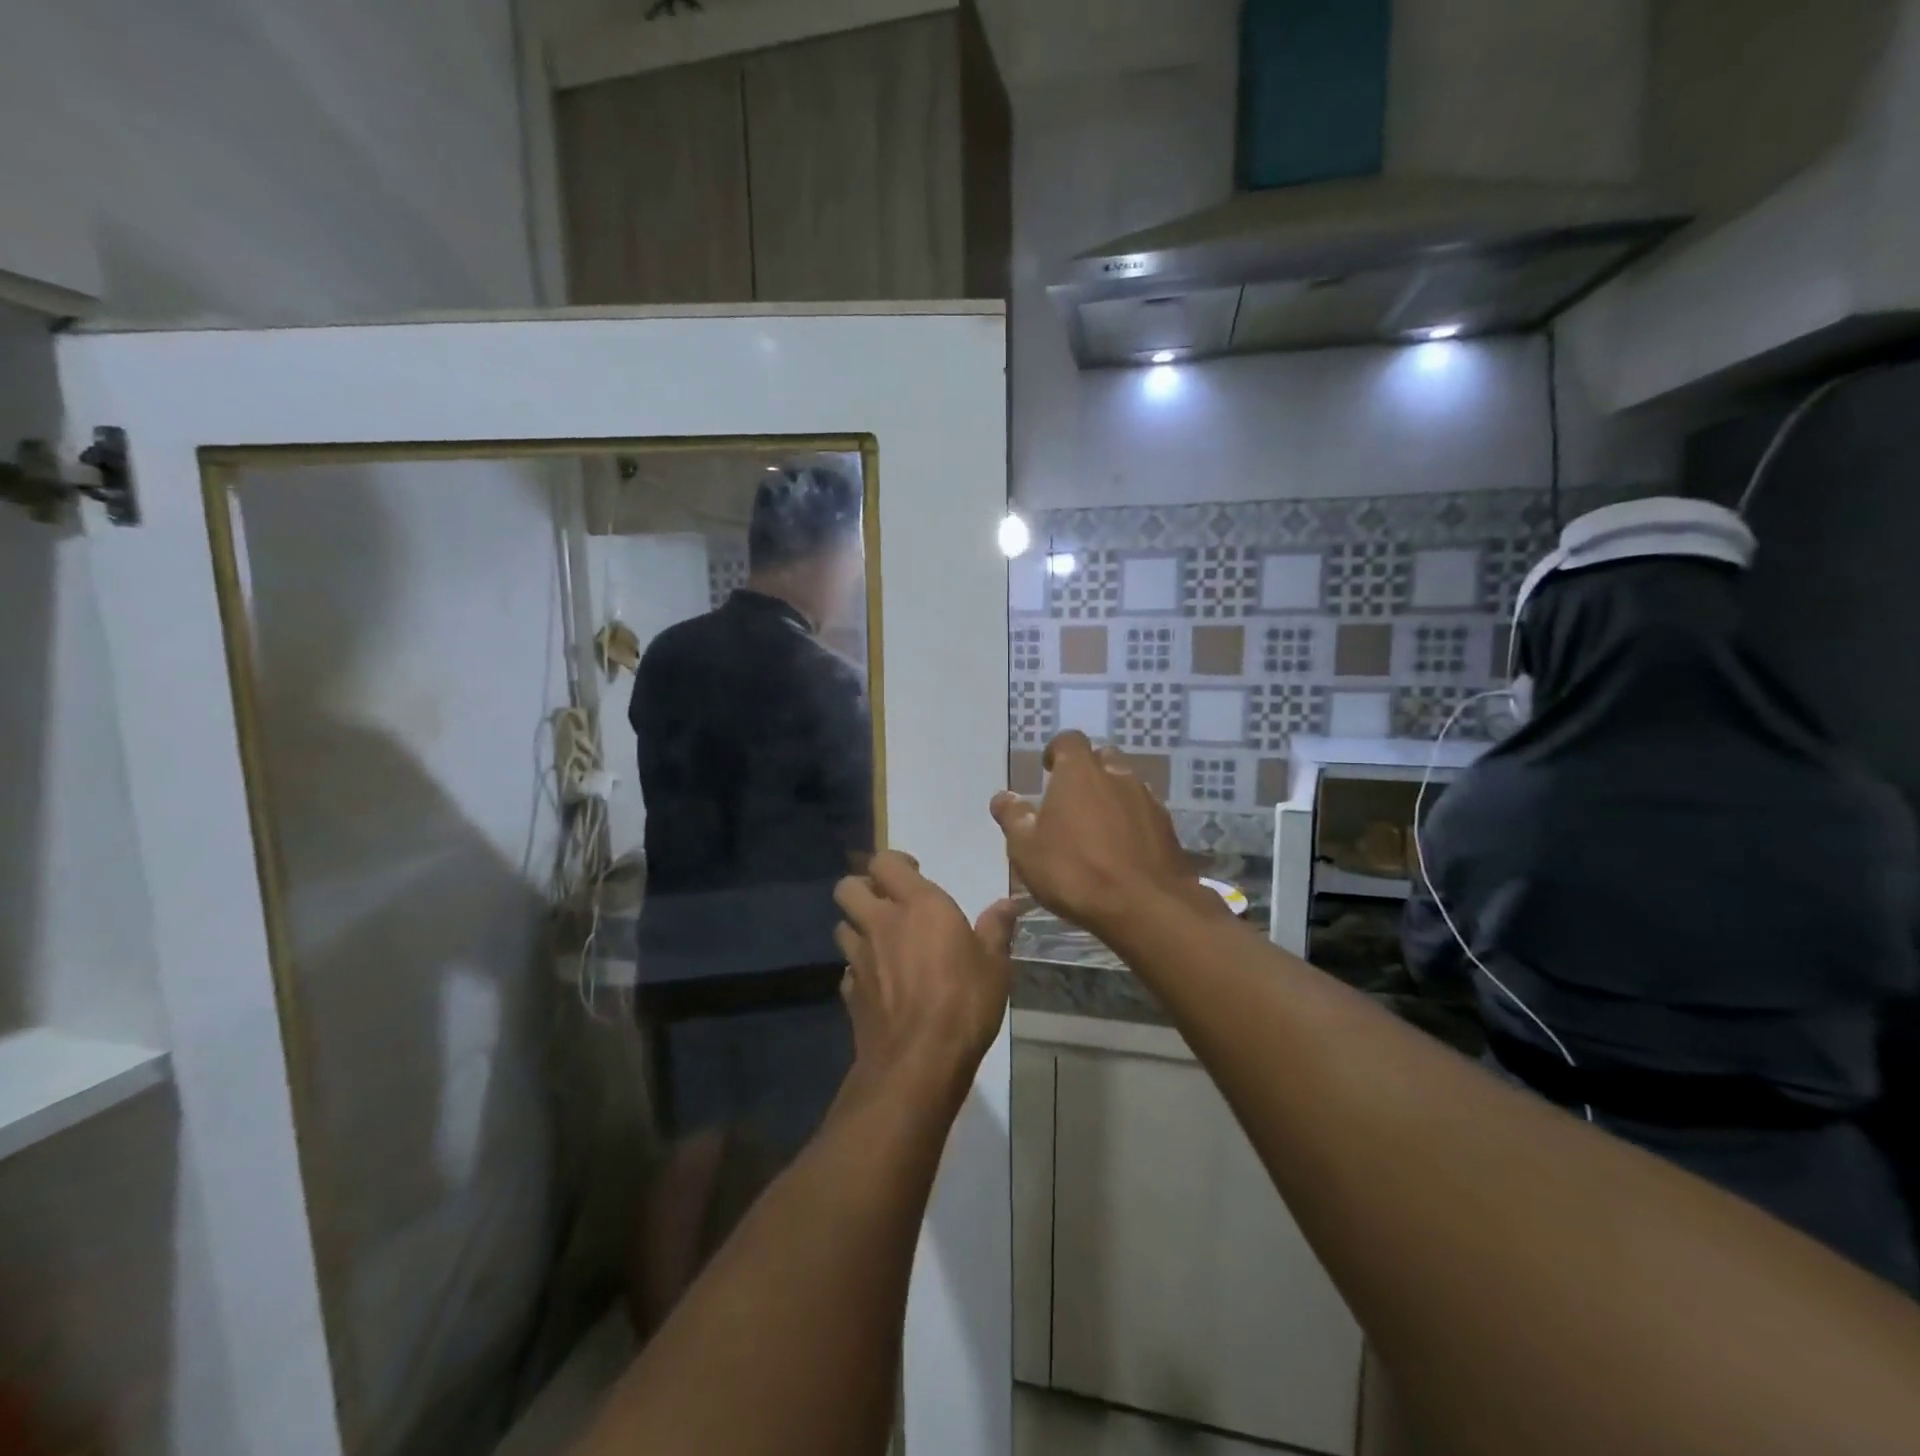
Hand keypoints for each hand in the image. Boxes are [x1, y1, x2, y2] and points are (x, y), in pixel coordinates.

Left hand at [834, 852, 1018, 1101]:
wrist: (918, 1062)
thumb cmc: (964, 1002)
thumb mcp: (994, 965)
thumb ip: (996, 928)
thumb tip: (1009, 903)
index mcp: (918, 905)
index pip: (885, 861)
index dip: (895, 862)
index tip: (914, 871)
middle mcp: (881, 923)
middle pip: (848, 887)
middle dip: (862, 887)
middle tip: (887, 901)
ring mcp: (859, 958)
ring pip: (841, 926)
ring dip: (857, 926)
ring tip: (880, 940)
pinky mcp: (849, 992)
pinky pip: (846, 968)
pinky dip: (858, 968)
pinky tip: (877, 982)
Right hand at [991, 732, 1208, 938]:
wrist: (1145, 906)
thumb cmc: (1075, 871)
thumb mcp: (1027, 849)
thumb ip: (1014, 818)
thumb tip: (1003, 797)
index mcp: (1079, 773)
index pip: (1069, 740)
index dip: (1057, 751)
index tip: (1048, 769)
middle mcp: (1117, 776)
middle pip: (1102, 758)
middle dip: (1087, 772)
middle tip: (1071, 800)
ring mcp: (1147, 800)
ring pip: (1126, 785)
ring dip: (1111, 797)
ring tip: (1097, 828)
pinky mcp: (1168, 827)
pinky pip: (1144, 813)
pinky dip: (1131, 822)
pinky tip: (1122, 849)